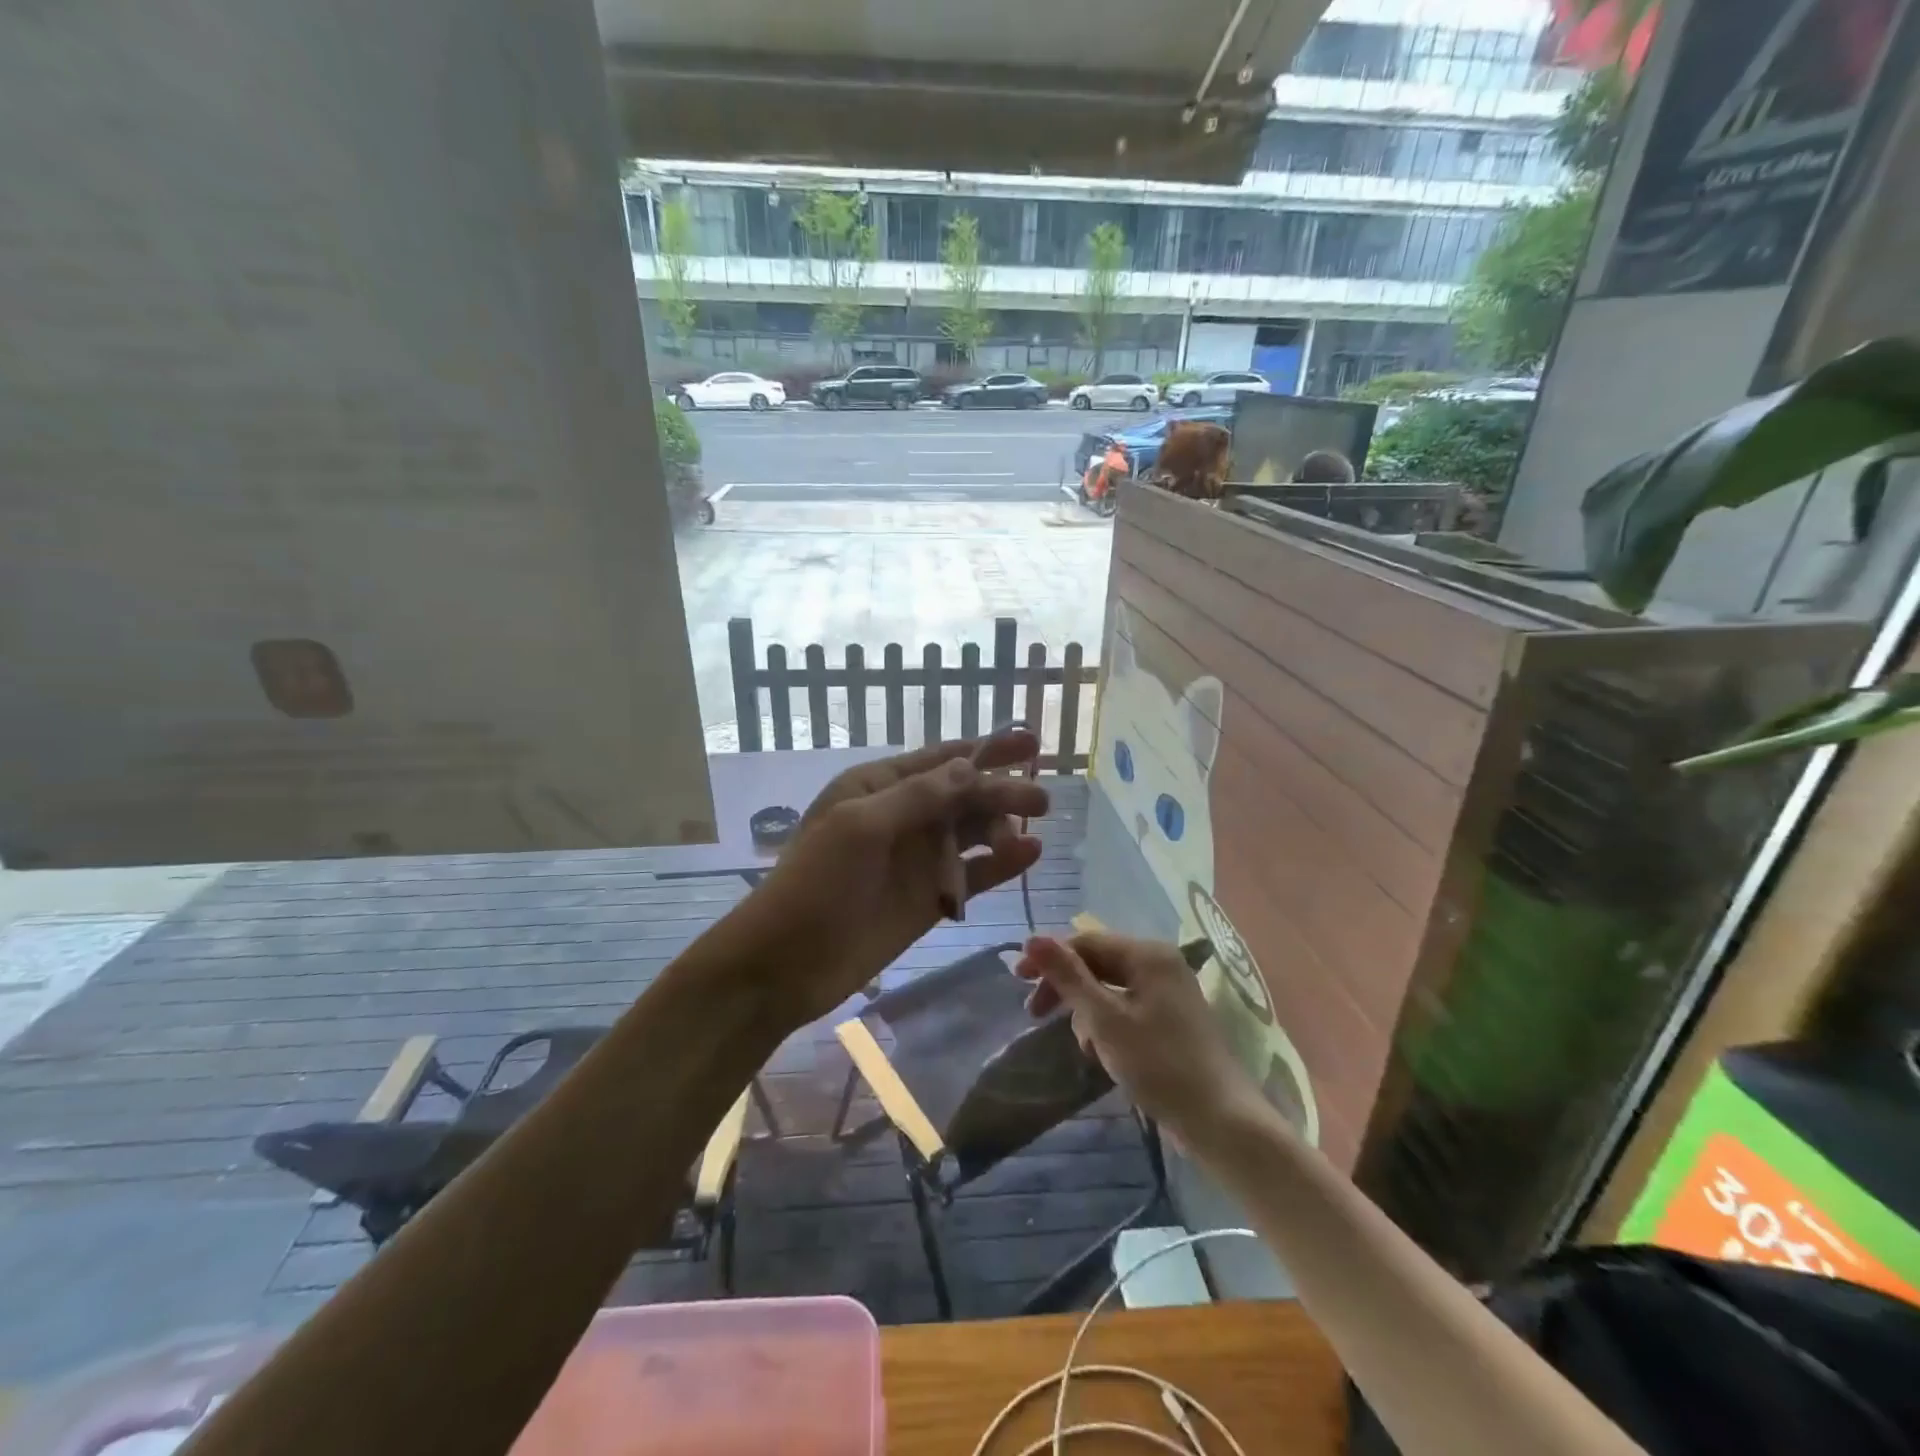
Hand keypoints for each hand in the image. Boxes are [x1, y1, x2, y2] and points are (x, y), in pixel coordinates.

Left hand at [748, 733, 1048, 1022]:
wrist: (785, 964)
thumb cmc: (815, 884)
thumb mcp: (860, 827)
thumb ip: (917, 796)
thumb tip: (970, 766)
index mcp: (878, 787)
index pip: (940, 760)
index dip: (986, 749)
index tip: (1030, 742)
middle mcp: (903, 816)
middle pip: (963, 795)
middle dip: (1001, 792)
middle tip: (1043, 799)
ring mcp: (917, 858)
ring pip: (971, 833)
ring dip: (1003, 828)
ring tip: (1034, 831)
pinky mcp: (929, 898)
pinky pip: (972, 874)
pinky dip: (999, 865)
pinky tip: (1028, 855)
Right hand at [1015, 932, 1264, 1144]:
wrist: (1220, 1120)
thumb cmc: (1158, 1064)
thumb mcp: (1104, 1019)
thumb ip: (1067, 976)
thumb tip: (1031, 939)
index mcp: (1148, 954)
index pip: (1086, 942)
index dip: (1050, 958)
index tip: (1017, 981)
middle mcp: (1160, 963)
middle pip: (1098, 963)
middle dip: (1067, 988)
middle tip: (1035, 1014)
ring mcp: (1169, 991)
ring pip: (1110, 988)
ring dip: (1087, 1012)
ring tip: (1084, 1046)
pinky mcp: (1172, 1019)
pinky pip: (1127, 1007)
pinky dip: (1108, 1025)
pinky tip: (1103, 1054)